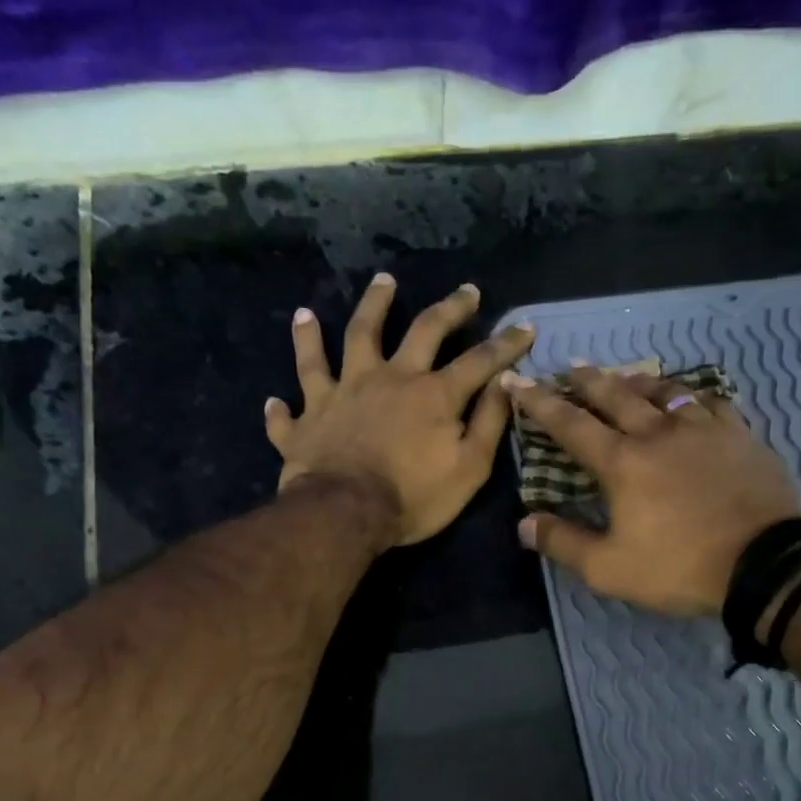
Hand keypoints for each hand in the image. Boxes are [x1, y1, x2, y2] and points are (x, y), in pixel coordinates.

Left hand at [266, 274, 534, 545]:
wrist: (345, 514)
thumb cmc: (413, 496)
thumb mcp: (469, 468)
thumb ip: (488, 423)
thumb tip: (507, 384)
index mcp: (431, 394)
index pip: (478, 361)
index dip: (505, 344)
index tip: (525, 327)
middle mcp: (386, 379)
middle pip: (419, 330)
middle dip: (446, 309)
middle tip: (463, 290)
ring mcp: (340, 394)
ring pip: (346, 341)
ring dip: (362, 312)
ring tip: (374, 286)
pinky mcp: (305, 421)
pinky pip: (289, 411)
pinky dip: (282, 406)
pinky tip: (275, 398)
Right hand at [506, 366, 800, 615]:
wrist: (765, 564)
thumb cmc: (680, 567)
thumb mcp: (609, 568)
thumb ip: (564, 543)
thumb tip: (524, 523)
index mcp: (622, 463)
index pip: (570, 424)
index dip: (539, 402)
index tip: (517, 380)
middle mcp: (658, 434)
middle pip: (616, 396)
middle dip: (588, 380)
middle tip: (572, 366)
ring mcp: (703, 430)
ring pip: (664, 391)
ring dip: (638, 381)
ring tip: (625, 376)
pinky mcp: (740, 436)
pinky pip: (711, 403)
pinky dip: (691, 395)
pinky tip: (690, 398)